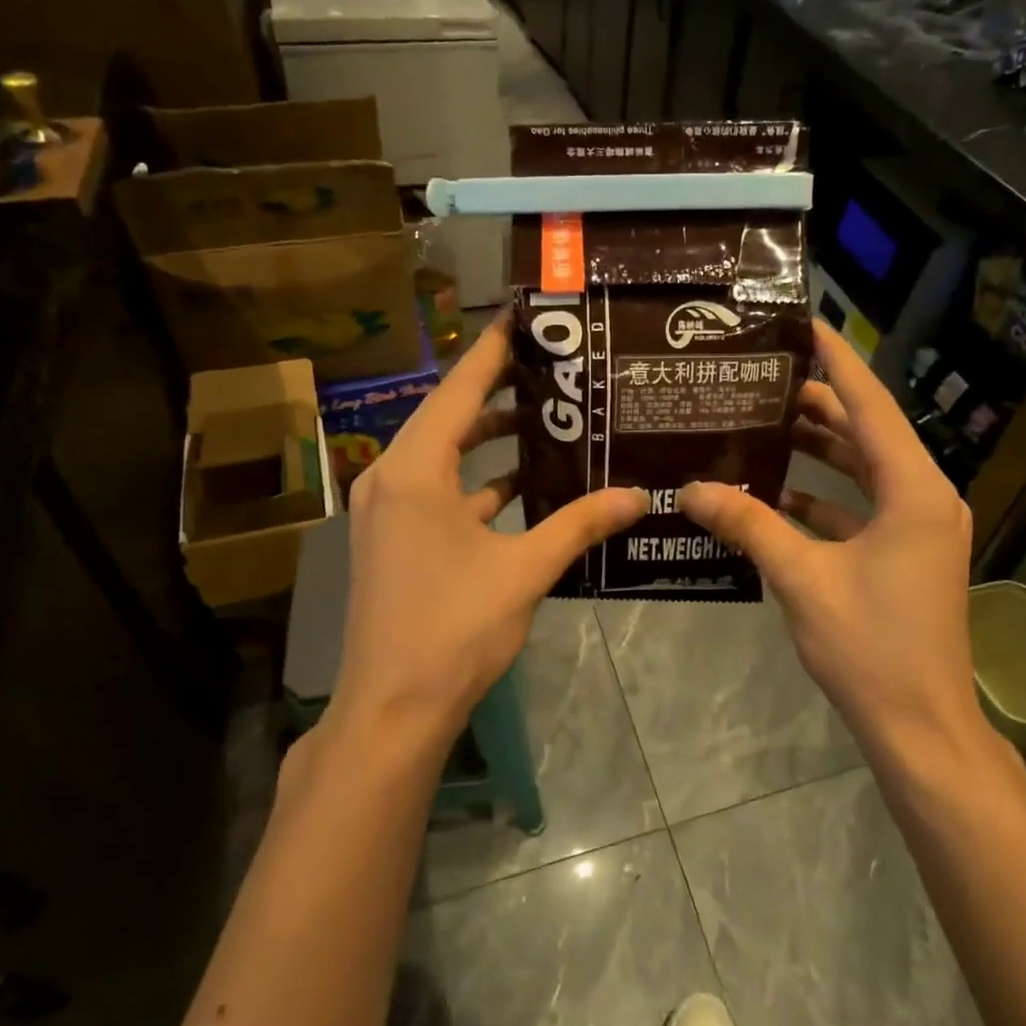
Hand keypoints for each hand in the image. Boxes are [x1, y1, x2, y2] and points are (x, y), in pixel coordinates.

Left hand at [330, 314, 647, 748]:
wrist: (392, 708)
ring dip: (488, 439)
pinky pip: (438, 491)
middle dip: (497, 390)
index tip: (526, 317)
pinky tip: (522, 485)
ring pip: (443, 455)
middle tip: (551, 365)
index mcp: (415, 470)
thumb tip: (638, 495)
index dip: (494, 351)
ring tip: (546, 417)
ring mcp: (388, 510)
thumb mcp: (525, 570)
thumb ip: (581, 524)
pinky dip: (476, 482)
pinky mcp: (394, 539)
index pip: (459, 389)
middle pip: (448, 415)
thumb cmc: (454, 628)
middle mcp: (391, 477)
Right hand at [678, 320, 1000, 767]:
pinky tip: (773, 494)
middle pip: (865, 432)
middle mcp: (923, 498)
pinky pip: (860, 507)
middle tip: (759, 380)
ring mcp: (917, 528)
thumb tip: (690, 489)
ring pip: (862, 469)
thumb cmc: (871, 647)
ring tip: (760, 425)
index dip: (837, 360)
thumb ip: (748, 526)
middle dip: (815, 404)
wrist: (922, 728)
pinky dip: (822, 496)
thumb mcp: (802, 579)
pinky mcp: (905, 554)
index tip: (804, 323)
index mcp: (911, 490)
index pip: (870, 405)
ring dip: (817, 449)